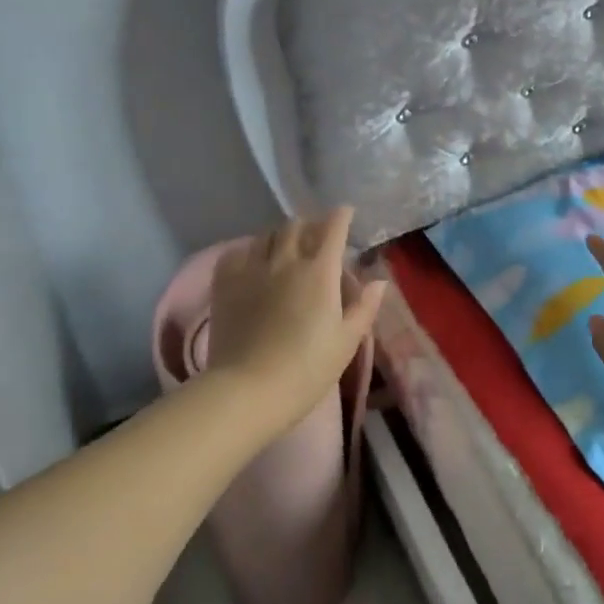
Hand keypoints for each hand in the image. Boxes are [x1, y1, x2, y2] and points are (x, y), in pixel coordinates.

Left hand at [208, 208, 386, 433]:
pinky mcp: (225, 284)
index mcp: (320, 272)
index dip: (341, 216)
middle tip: (317, 236)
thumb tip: (379, 281)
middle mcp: (286, 261)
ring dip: (280, 236)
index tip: (345, 213)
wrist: (249, 390)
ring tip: (285, 247)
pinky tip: (252, 262)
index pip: (333, 229)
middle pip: (296, 226)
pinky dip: (248, 251)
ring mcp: (252, 270)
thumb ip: (364, 307)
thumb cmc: (307, 369)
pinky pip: (235, 253)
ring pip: (266, 236)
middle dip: (310, 225)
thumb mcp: (346, 342)